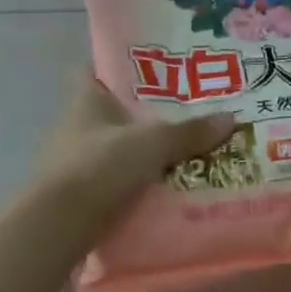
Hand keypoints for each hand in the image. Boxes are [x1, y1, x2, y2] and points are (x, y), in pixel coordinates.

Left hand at [33, 70, 235, 228]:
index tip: (151, 72)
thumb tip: (230, 119)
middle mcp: (74, 127)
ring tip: (177, 156)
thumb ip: (188, 133)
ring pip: (112, 151)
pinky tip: (159, 191)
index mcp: (85, 101)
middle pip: (110, 114)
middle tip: (181, 118)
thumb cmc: (100, 166)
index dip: (117, 68)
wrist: (60, 223)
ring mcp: (72, 163)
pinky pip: (111, 183)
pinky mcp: (77, 196)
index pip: (94, 71)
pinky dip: (131, 186)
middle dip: (140, 117)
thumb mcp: (152, 144)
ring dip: (137, 155)